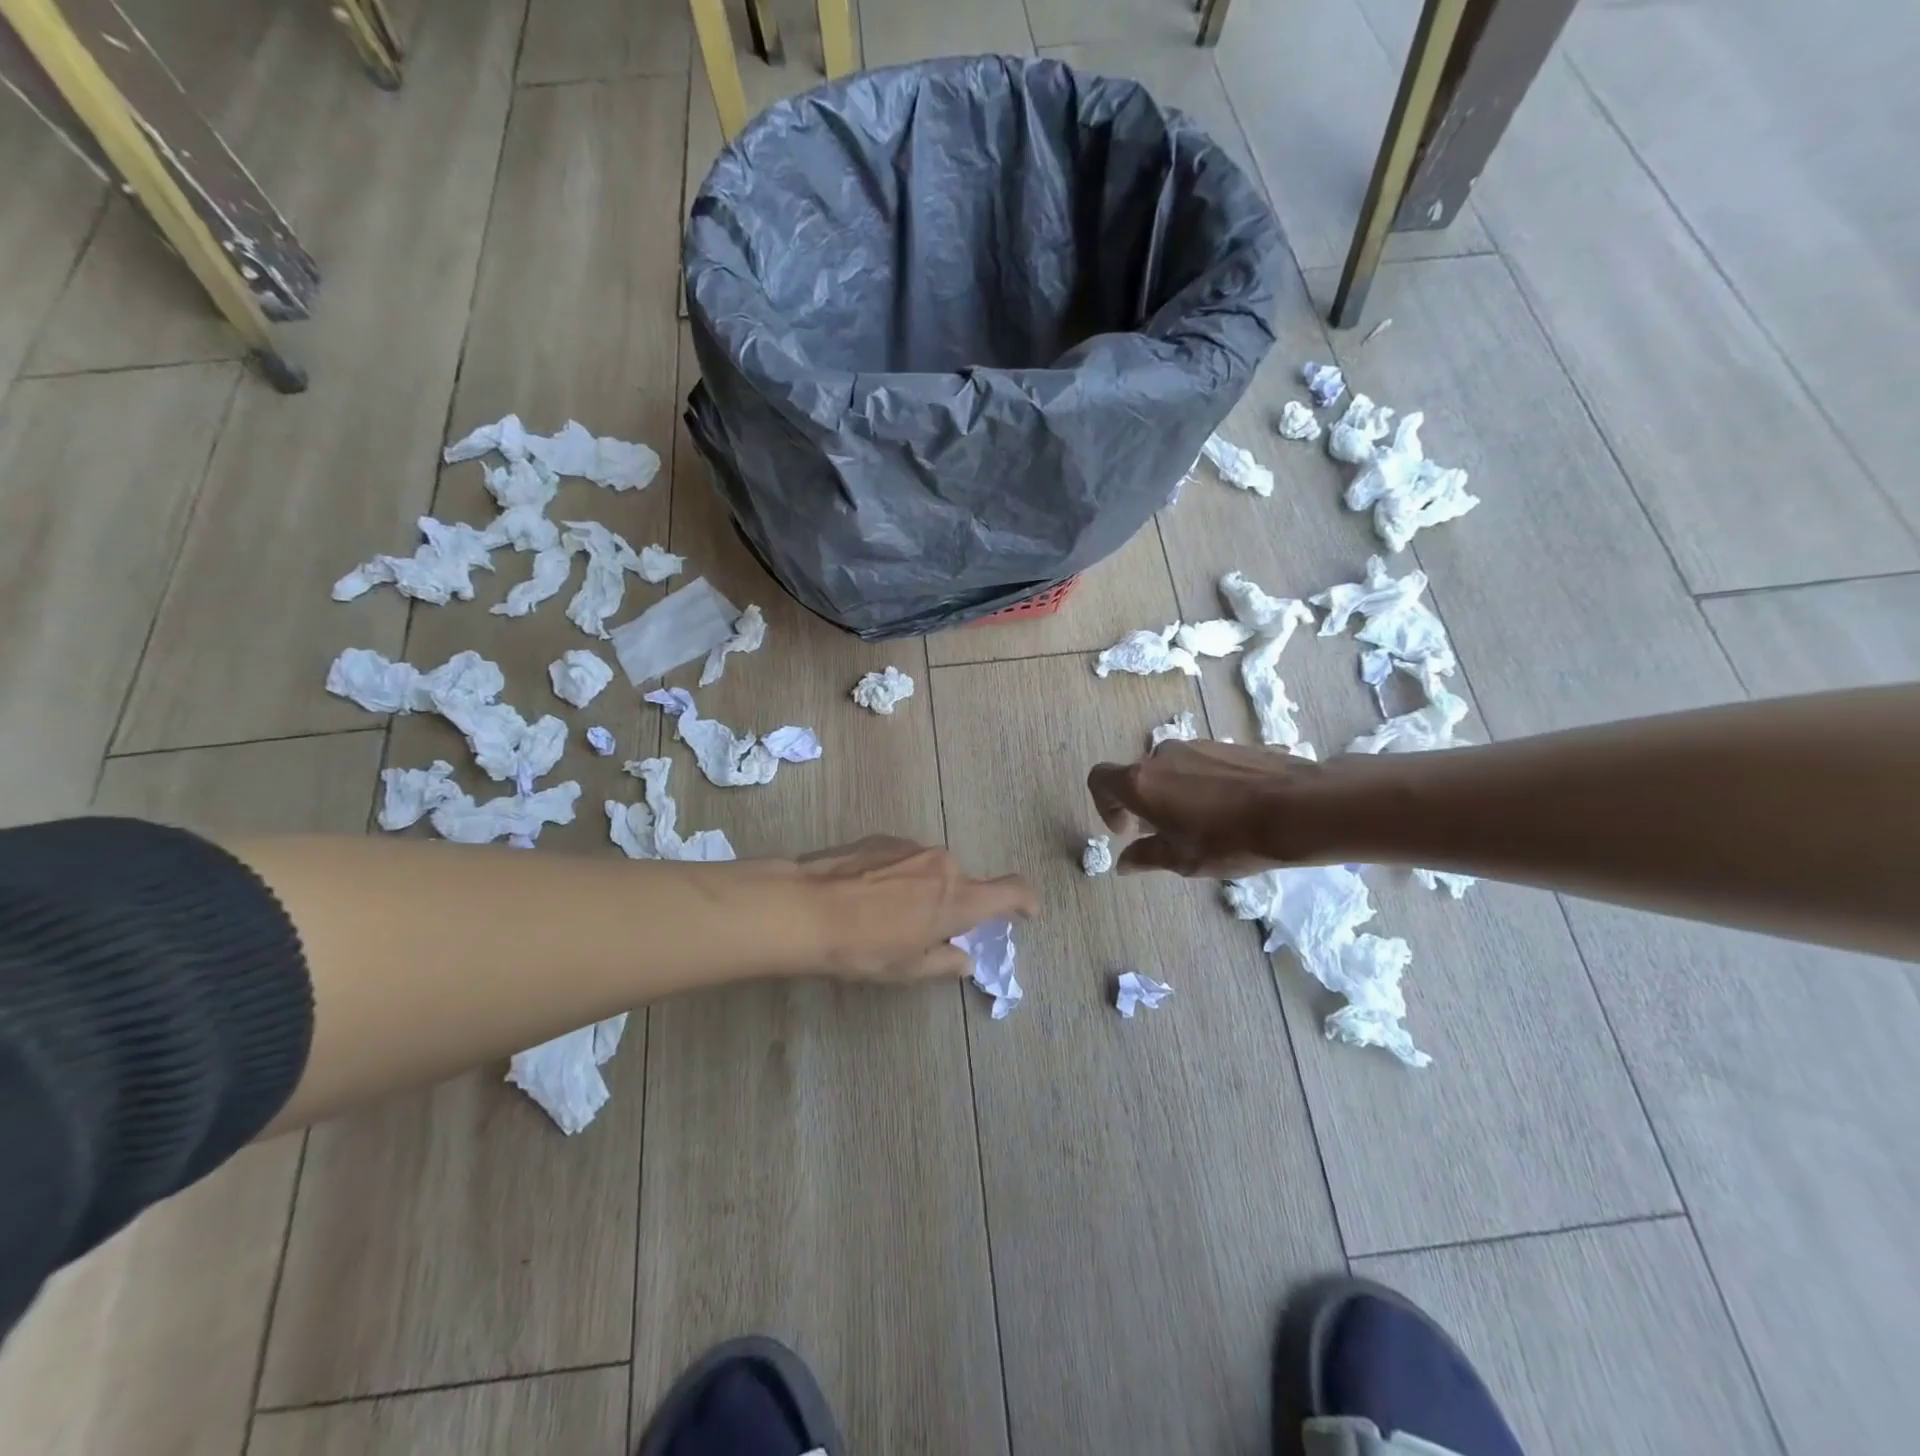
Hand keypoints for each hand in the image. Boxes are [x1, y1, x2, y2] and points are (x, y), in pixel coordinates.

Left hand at [795, 836, 1038, 981]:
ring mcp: (912, 847)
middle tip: (927, 931)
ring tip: (887, 914)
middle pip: (964, 883)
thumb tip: (964, 958)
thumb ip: (945, 961)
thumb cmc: (863, 947)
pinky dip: (900, 876)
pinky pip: (905, 859)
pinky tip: (868, 894)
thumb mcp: (907, 968)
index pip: (1011, 890)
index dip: (1025, 901)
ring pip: (932, 870)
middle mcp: (942, 864)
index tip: (1027, 913)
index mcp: (958, 898)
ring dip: (924, 889)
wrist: (806, 908)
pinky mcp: (883, 838)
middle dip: (954, 905)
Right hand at [1088, 740, 1311, 876]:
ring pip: (1171, 769)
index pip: (1099, 780)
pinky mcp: (1227, 744)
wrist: (1297, 808)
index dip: (1105, 806)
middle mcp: (1162, 755)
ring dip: (1174, 793)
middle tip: (1166, 832)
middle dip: (1144, 804)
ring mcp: (1196, 745)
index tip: (1128, 831)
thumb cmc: (1229, 840)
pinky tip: (1230, 809)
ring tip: (1203, 823)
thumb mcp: (1183, 860)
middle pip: (1138, 776)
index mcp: (1141, 782)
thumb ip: (1146, 857)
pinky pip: (1201, 764)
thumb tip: (1124, 862)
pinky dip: (1202, 784)